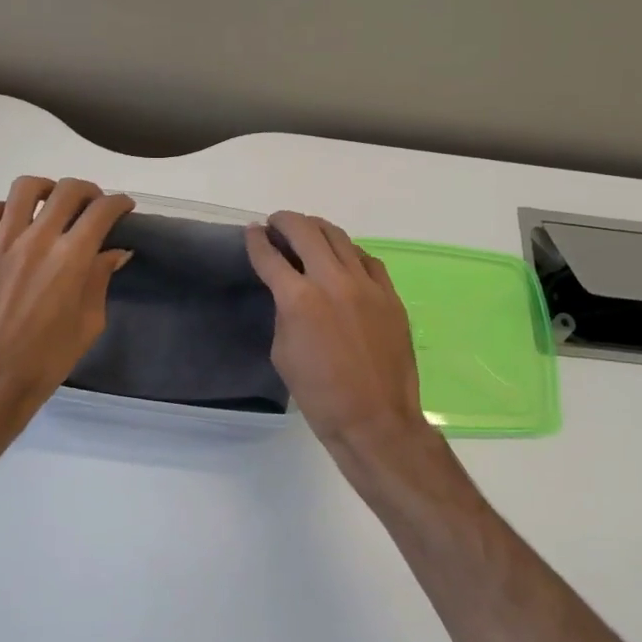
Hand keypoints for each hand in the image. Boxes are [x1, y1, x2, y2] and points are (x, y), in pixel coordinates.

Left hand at [0, 176, 133, 433]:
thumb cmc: (46, 360)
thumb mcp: (88, 324)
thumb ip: (99, 281)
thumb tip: (113, 253)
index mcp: (71, 259)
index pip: (101, 211)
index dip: (119, 203)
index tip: (123, 207)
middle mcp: (37, 241)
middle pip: (67, 191)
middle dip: (88, 191)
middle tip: (92, 205)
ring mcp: (0, 244)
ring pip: (24, 189)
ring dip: (46, 189)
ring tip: (51, 203)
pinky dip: (3, 208)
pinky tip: (12, 223)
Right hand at [245, 212, 449, 493]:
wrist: (375, 420)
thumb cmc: (320, 396)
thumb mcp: (283, 353)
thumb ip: (284, 313)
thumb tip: (288, 292)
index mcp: (299, 299)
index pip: (270, 257)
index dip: (256, 241)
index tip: (252, 231)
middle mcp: (333, 281)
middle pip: (306, 231)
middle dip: (286, 221)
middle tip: (277, 223)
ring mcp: (367, 285)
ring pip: (340, 238)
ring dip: (318, 229)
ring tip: (307, 231)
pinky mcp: (390, 294)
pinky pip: (367, 259)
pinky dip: (349, 252)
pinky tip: (343, 257)